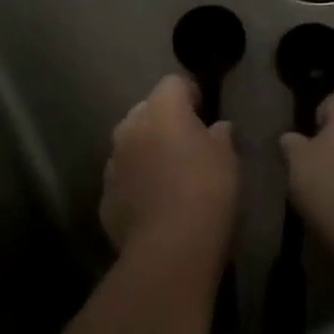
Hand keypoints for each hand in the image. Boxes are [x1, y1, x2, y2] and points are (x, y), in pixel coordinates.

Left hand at [101, 74, 239, 265]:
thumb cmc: (206, 192)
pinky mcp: (105, 197)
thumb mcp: (227, 159)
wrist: (170, 251)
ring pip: (131, 144)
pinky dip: (137, 182)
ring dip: (147, 151)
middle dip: (164, 120)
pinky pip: (124, 178)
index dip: (190, 93)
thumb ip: (220, 136)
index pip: (173, 83)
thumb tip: (216, 129)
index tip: (204, 111)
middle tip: (188, 143)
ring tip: (170, 175)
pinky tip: (155, 203)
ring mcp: (113, 163)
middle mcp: (130, 128)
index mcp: (162, 110)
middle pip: (147, 110)